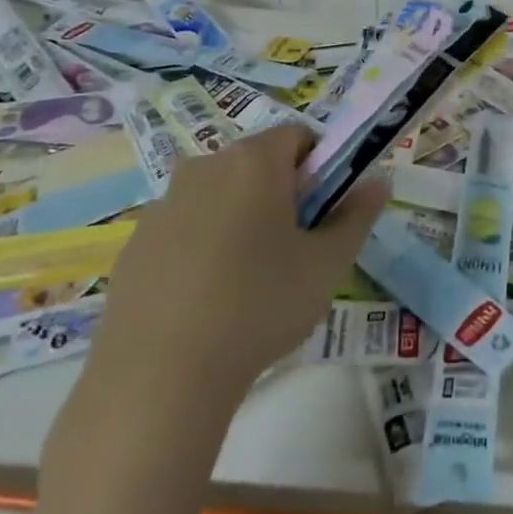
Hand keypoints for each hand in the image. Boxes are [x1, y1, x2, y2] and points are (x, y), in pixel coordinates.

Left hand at [87, 126, 385, 417]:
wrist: (158, 377)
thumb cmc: (259, 305)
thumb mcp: (327, 263)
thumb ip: (357, 214)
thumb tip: (378, 180)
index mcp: (253, 161)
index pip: (298, 136)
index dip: (321, 167)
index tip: (324, 211)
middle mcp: (204, 166)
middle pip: (256, 163)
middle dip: (282, 193)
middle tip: (295, 248)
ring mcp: (162, 204)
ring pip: (219, 195)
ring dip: (241, 218)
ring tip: (249, 280)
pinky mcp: (134, 244)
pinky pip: (184, 227)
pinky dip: (203, 246)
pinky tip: (207, 299)